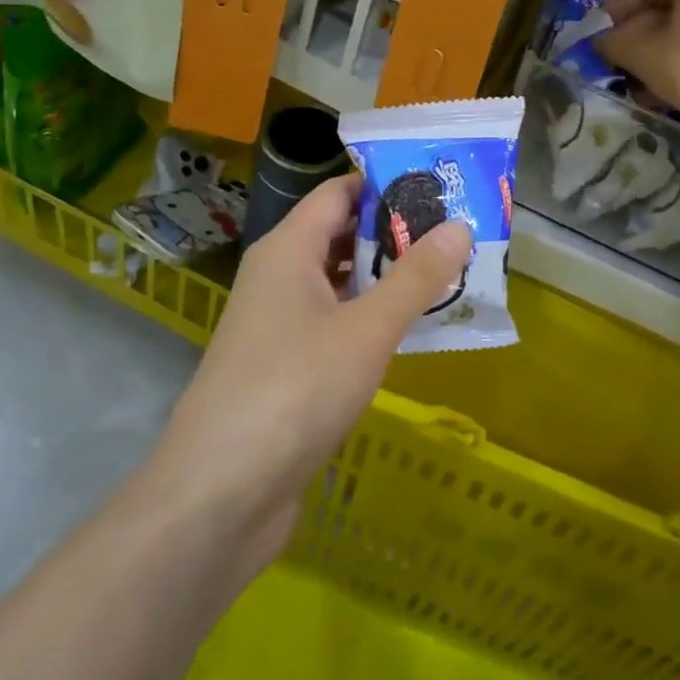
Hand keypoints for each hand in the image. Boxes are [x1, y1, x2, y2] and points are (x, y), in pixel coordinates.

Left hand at [150, 174, 471, 574]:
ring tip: (448, 275)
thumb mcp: (366, 329)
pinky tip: (411, 331)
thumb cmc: (294, 390)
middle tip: (458, 232)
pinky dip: (372, 318)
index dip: (386, 184)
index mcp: (288, 249)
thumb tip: (459, 226)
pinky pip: (336, 323)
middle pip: (341, 234)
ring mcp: (279, 324)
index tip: (440, 186)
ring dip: (387, 278)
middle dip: (396, 232)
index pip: (339, 193)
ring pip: (341, 282)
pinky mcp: (286, 367)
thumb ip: (415, 277)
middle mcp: (279, 276)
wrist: (219, 495)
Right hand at [597, 0, 679, 130]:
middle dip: (636, 33)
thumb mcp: (641, 54)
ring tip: (635, 77)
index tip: (597, 31)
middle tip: (615, 55)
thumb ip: (613, 42)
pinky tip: (662, 87)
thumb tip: (599, 41)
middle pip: (668, 7)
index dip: (616, 9)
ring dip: (656, 50)